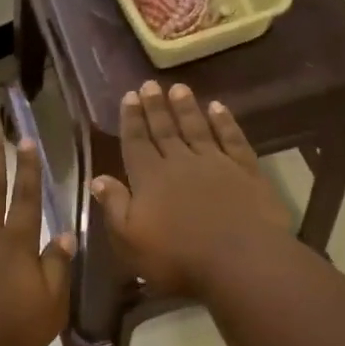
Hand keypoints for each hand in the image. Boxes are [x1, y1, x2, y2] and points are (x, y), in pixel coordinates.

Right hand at [90, 82, 295, 295]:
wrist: (241, 260)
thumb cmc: (178, 258)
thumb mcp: (131, 240)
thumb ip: (114, 206)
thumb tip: (97, 178)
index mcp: (149, 178)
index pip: (136, 143)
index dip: (131, 119)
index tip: (129, 95)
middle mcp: (180, 163)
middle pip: (165, 130)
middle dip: (155, 107)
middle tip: (149, 85)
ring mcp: (216, 163)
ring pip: (197, 128)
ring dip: (186, 108)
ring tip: (178, 88)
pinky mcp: (246, 171)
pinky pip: (232, 139)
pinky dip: (225, 122)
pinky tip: (218, 107)